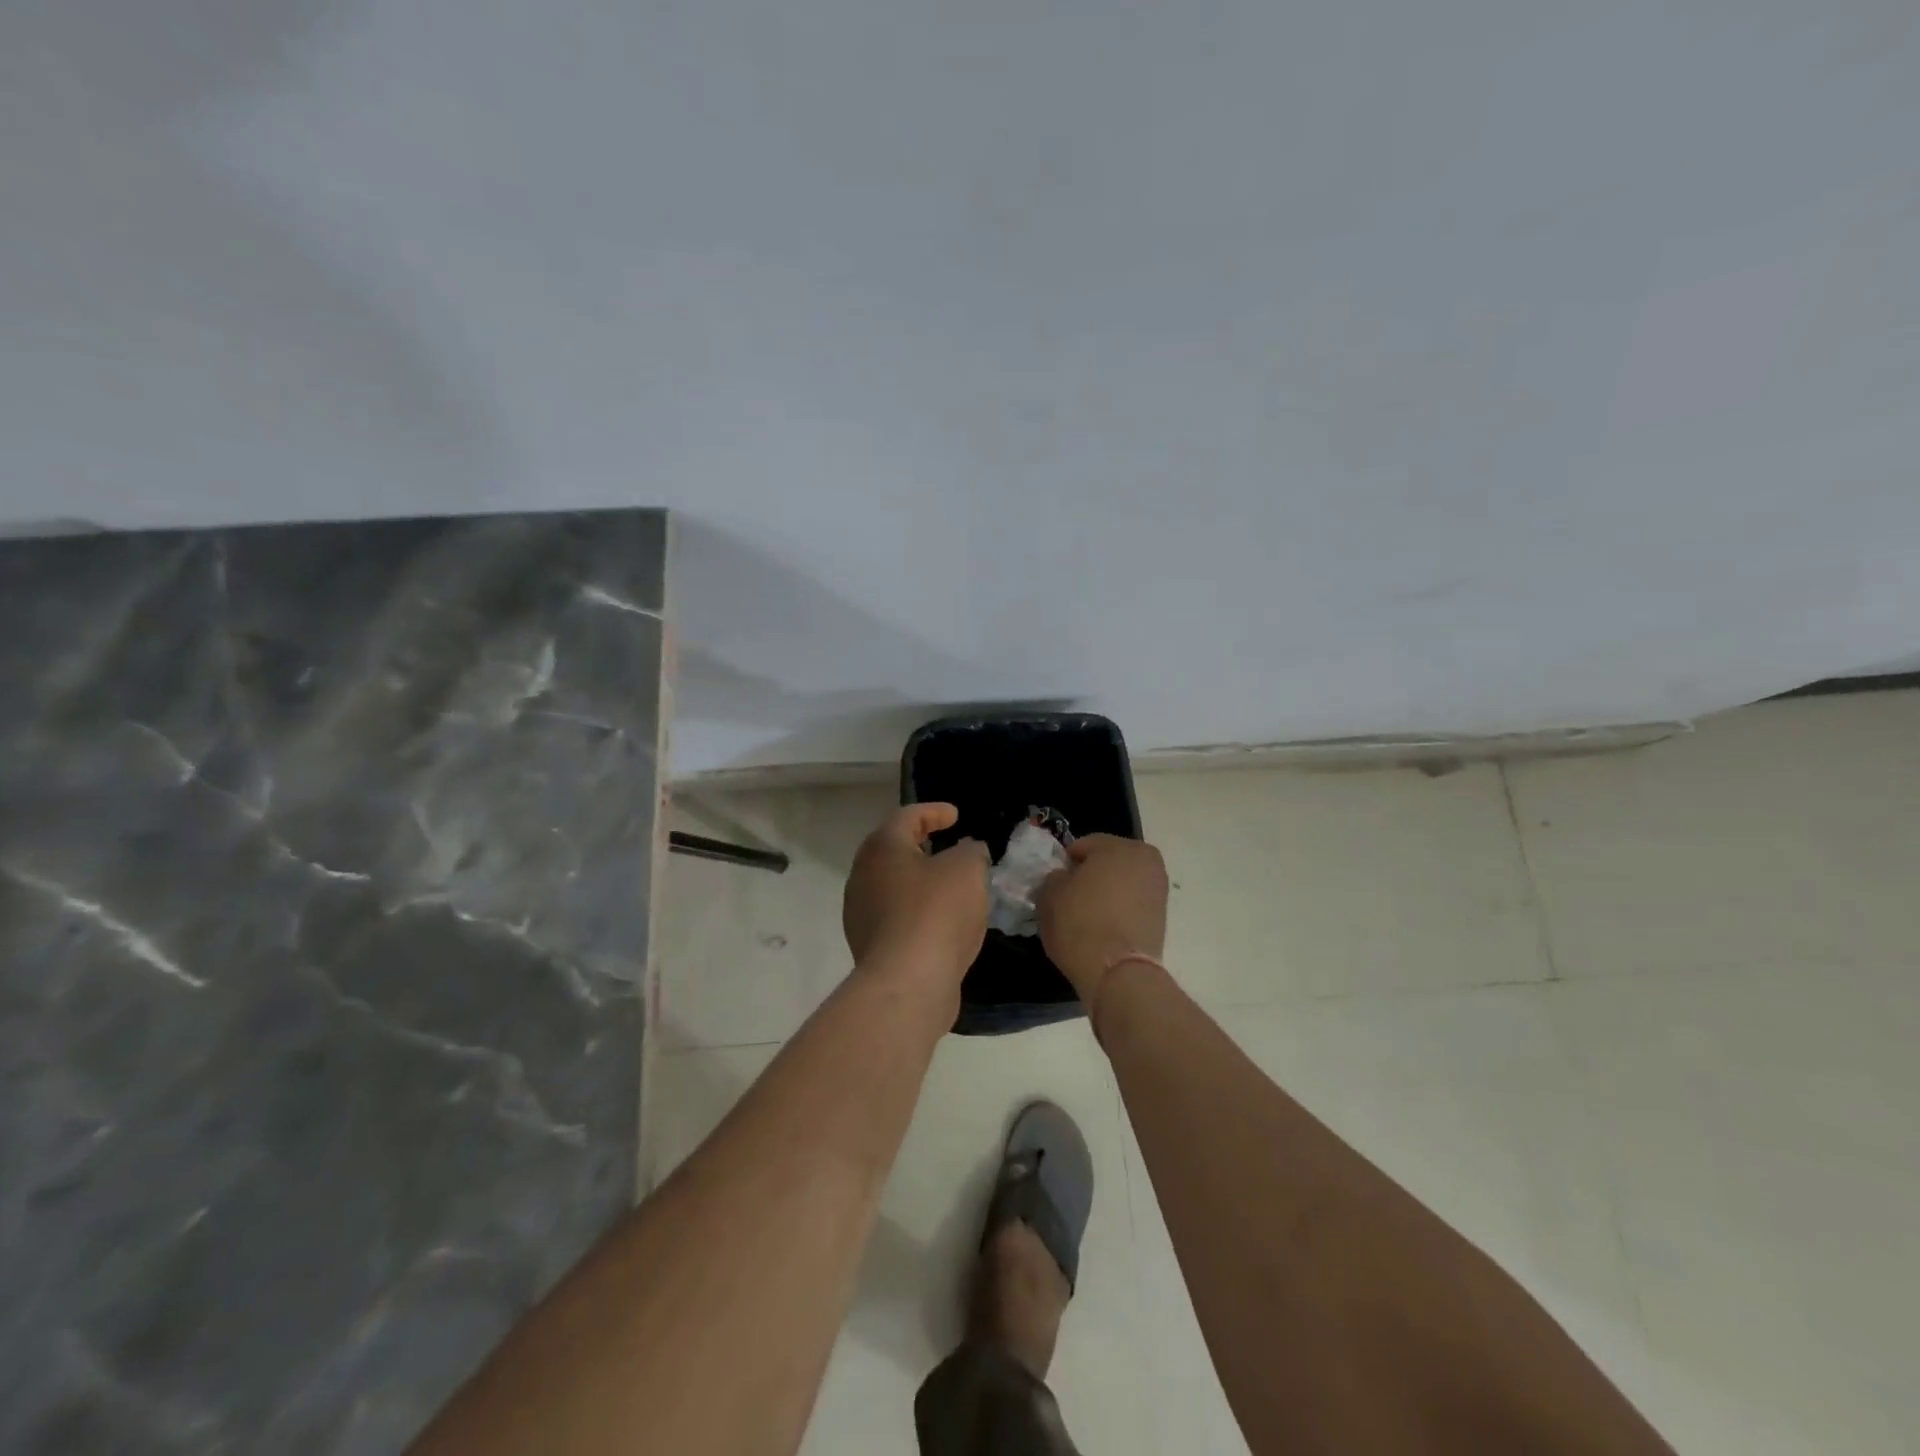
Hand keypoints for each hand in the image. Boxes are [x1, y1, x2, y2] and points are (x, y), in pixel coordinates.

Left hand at [843, 804, 989, 988]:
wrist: (907, 982)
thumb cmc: (936, 912)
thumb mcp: (967, 869)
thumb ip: (971, 851)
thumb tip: (968, 851)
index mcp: (882, 847)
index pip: (907, 816)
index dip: (934, 811)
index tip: (956, 816)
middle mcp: (863, 875)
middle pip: (893, 850)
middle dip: (921, 845)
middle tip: (947, 845)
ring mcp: (861, 912)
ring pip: (893, 885)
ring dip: (920, 881)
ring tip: (949, 885)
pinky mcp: (869, 945)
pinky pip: (896, 916)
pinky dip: (918, 911)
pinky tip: (941, 921)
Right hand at [1038, 834, 1168, 1008]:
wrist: (1117, 973)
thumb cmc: (1080, 923)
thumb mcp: (1050, 894)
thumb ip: (1054, 877)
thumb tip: (1063, 878)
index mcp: (1120, 847)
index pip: (1083, 846)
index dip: (1064, 863)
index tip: (1053, 883)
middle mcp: (1147, 861)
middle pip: (1108, 862)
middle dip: (1089, 875)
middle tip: (1069, 898)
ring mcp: (1158, 890)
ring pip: (1122, 884)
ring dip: (1105, 894)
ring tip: (1085, 917)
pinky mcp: (1162, 918)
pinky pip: (1131, 905)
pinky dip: (1118, 911)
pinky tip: (1101, 928)